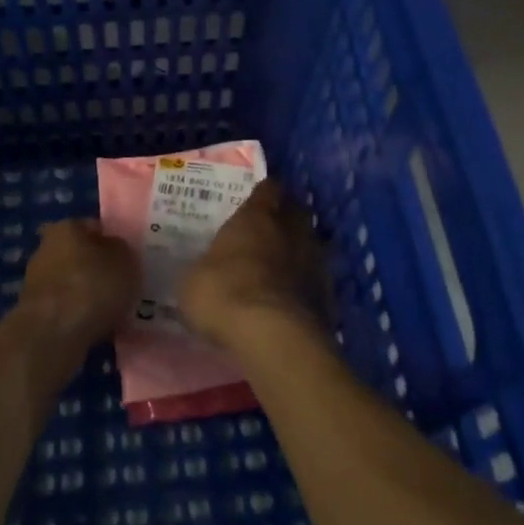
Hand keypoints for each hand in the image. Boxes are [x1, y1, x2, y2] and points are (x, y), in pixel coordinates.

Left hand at [17, 218, 141, 354]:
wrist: (52, 336)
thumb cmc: (91, 287)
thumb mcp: (125, 261)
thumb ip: (122, 250)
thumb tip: (115, 250)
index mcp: (67, 228)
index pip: (96, 227)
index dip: (115, 242)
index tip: (130, 260)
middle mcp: (46, 249)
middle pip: (82, 255)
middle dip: (101, 269)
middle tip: (125, 285)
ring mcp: (37, 282)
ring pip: (74, 283)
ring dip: (91, 295)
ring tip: (116, 311)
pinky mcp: (35, 312)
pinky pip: (67, 308)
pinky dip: (81, 315)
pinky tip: (99, 327)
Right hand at [177, 179, 330, 354]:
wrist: (273, 336)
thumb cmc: (224, 294)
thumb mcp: (194, 279)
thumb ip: (207, 266)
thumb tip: (207, 270)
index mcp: (257, 216)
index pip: (268, 189)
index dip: (263, 193)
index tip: (255, 201)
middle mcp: (291, 230)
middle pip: (296, 212)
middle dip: (286, 218)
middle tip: (269, 231)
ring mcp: (316, 261)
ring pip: (311, 245)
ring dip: (300, 252)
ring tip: (281, 268)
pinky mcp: (329, 294)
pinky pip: (317, 280)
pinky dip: (306, 286)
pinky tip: (292, 300)